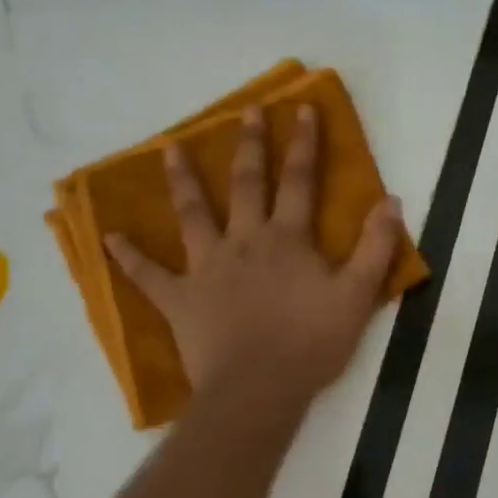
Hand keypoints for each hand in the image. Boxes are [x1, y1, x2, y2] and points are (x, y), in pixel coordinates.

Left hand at [104, 105, 403, 410]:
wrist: (259, 389)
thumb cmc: (311, 343)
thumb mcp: (358, 295)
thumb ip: (376, 247)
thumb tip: (390, 200)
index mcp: (288, 238)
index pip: (300, 180)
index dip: (304, 143)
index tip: (301, 107)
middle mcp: (245, 240)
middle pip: (247, 184)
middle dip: (250, 145)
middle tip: (246, 112)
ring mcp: (207, 267)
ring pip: (192, 214)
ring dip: (183, 180)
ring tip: (170, 148)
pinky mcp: (179, 298)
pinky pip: (148, 274)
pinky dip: (128, 255)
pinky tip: (107, 236)